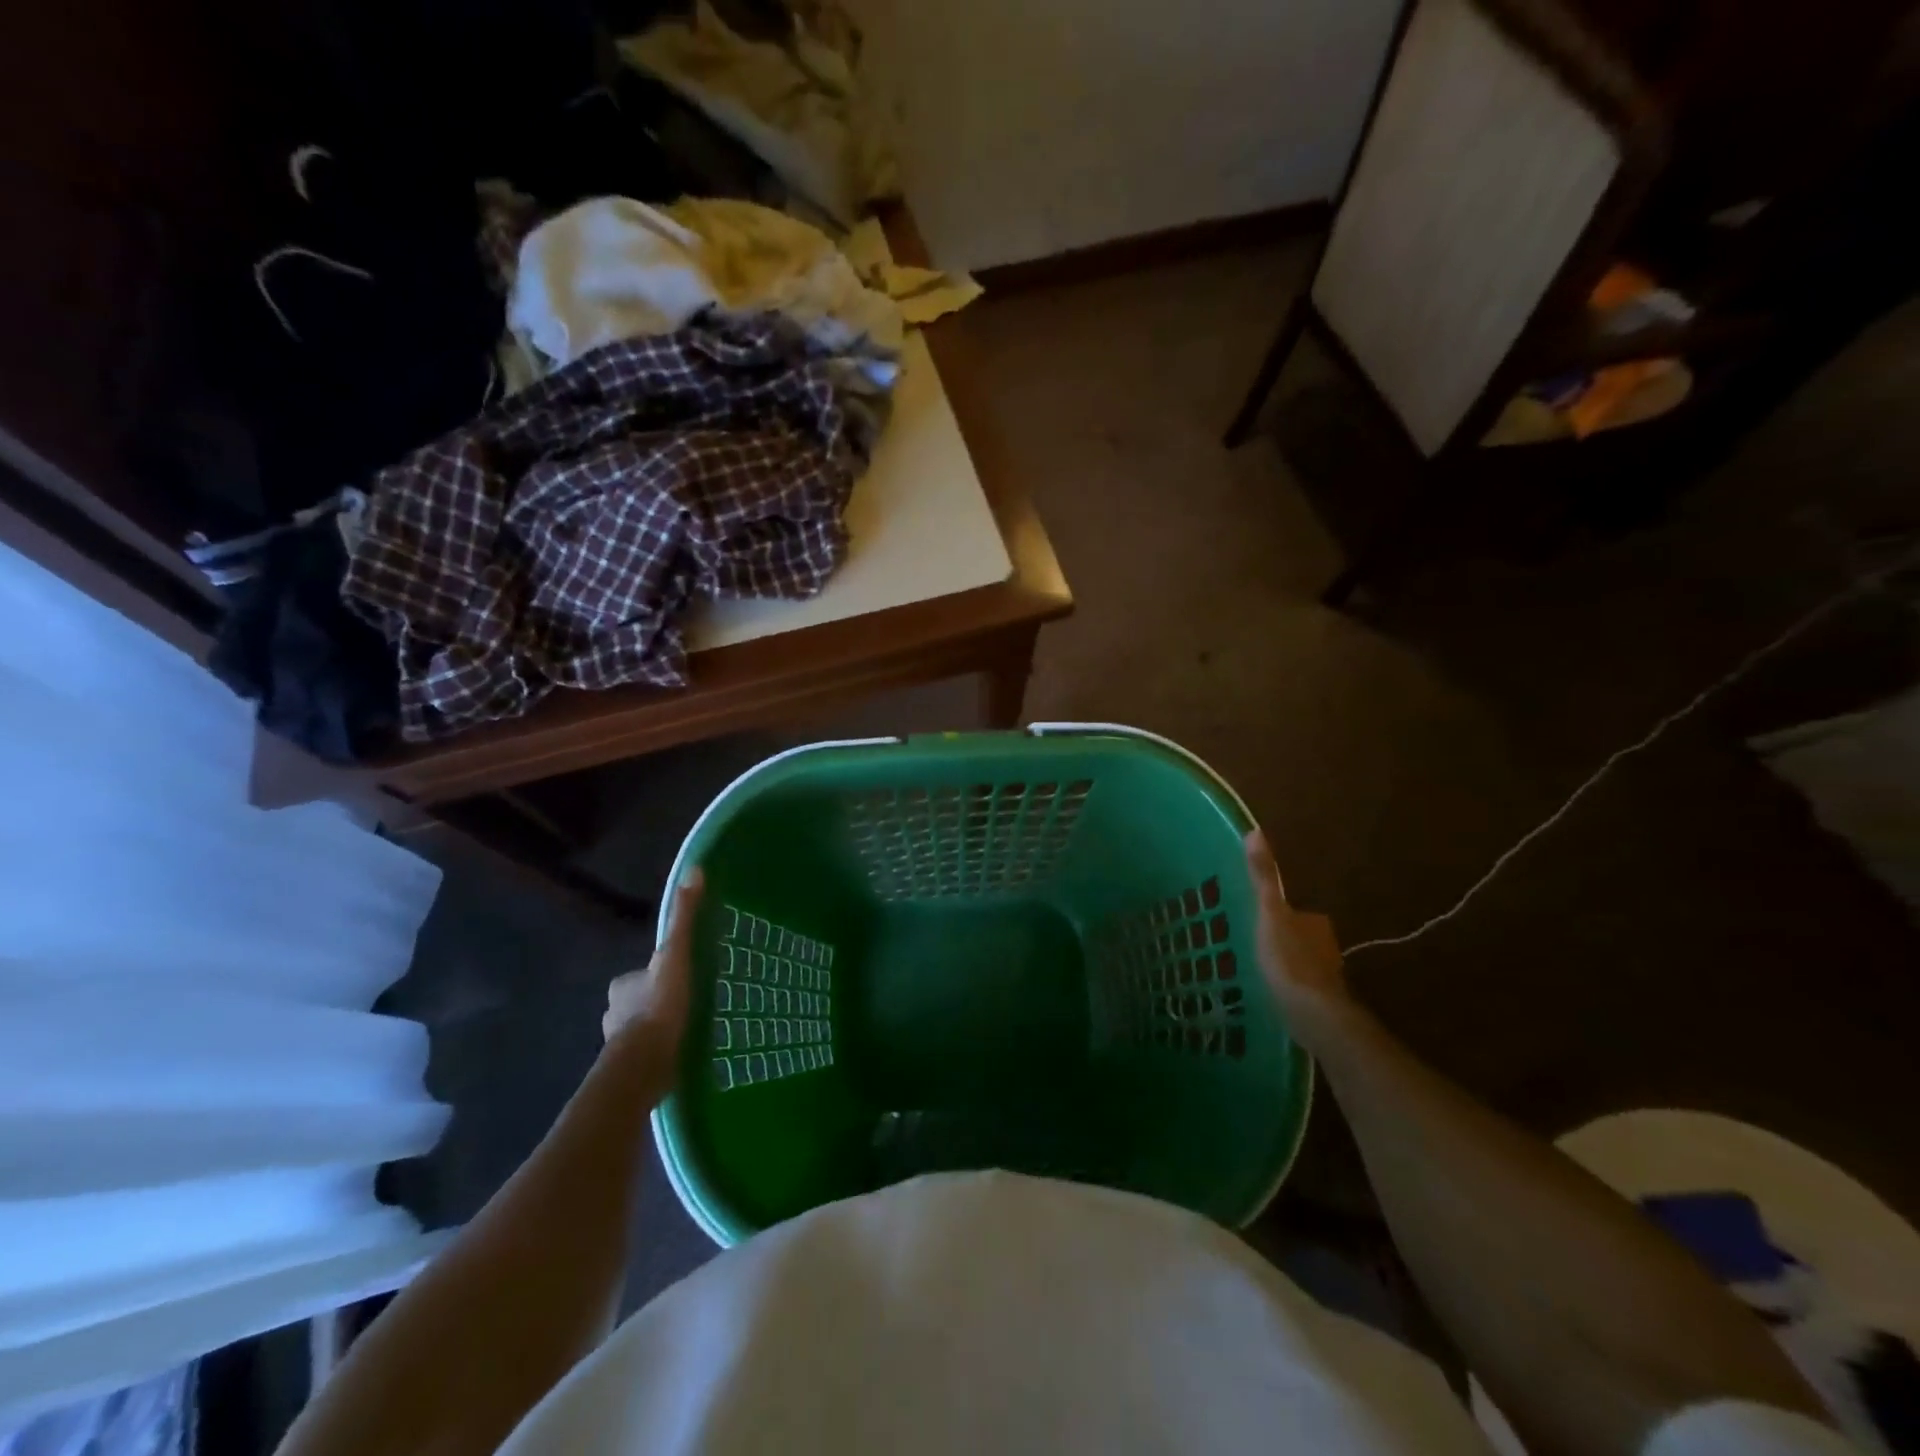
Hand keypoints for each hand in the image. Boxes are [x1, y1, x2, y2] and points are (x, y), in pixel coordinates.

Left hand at [603, 869, 704, 1084]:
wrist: (644, 1065)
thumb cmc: (660, 1006)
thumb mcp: (677, 954)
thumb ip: (684, 917)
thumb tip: (694, 869)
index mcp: (622, 985)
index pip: (640, 974)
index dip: (658, 973)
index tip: (680, 977)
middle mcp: (614, 1012)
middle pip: (639, 1001)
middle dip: (657, 1002)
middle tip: (687, 1004)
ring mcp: (618, 1045)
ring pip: (640, 1030)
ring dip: (658, 1030)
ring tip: (686, 1032)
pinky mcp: (628, 1071)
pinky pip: (646, 1056)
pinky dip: (659, 1054)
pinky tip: (678, 1056)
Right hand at [1244, 831, 1348, 1038]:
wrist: (1314, 1017)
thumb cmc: (1289, 961)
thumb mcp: (1269, 914)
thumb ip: (1263, 878)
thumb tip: (1255, 831)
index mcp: (1314, 923)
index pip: (1296, 913)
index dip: (1277, 915)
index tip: (1255, 920)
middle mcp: (1325, 947)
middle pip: (1299, 939)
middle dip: (1281, 941)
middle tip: (1249, 945)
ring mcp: (1325, 978)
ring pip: (1300, 965)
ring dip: (1284, 966)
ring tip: (1254, 971)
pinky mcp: (1320, 1006)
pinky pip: (1299, 990)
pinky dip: (1287, 990)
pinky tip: (1269, 997)